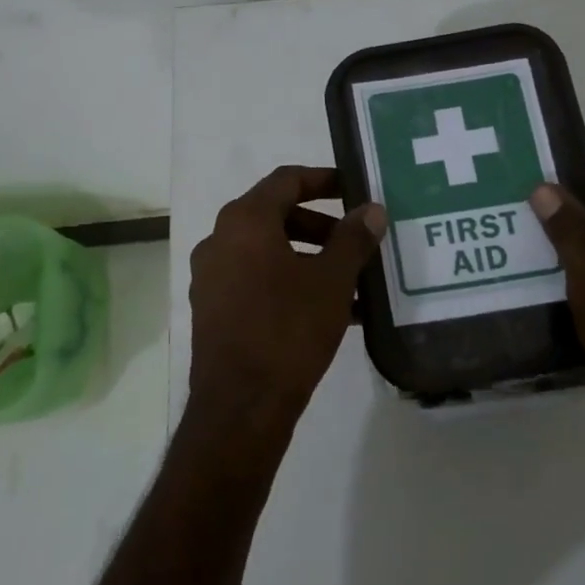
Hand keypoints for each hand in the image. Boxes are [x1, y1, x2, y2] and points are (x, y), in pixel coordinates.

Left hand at [186, 166, 387, 447]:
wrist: (241, 406)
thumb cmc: (288, 329)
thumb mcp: (332, 280)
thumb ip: (353, 238)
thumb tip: (371, 210)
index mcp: (244, 222)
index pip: (286, 180)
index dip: (323, 179)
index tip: (354, 188)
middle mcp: (220, 241)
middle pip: (276, 216)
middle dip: (321, 226)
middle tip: (356, 241)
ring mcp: (212, 278)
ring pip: (268, 253)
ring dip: (310, 259)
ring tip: (351, 283)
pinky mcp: (214, 311)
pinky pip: (257, 282)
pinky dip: (290, 284)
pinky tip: (329, 312)